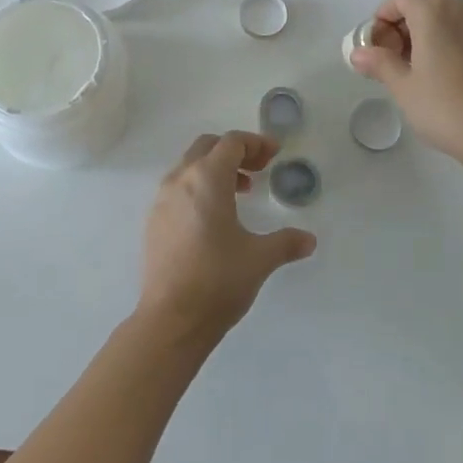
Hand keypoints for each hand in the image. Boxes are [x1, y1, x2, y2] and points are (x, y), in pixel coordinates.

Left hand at [137, 131, 316, 341]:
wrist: (171, 320)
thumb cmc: (218, 280)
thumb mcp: (260, 259)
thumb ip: (286, 242)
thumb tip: (309, 240)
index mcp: (207, 178)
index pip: (231, 142)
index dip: (256, 143)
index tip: (275, 154)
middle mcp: (180, 180)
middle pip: (207, 146)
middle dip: (235, 151)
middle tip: (259, 168)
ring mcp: (162, 200)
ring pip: (190, 166)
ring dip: (216, 169)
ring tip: (241, 192)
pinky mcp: (154, 221)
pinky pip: (178, 188)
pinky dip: (199, 188)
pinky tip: (215, 218)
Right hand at [347, 0, 462, 165]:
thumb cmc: (445, 106)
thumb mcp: (403, 86)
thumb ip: (379, 62)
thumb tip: (358, 54)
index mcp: (433, 9)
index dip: (382, 20)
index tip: (376, 49)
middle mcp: (460, 6)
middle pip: (422, 4)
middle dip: (402, 27)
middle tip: (392, 61)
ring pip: (443, 16)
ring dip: (423, 34)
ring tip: (414, 70)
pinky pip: (461, 29)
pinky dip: (445, 40)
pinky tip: (440, 73)